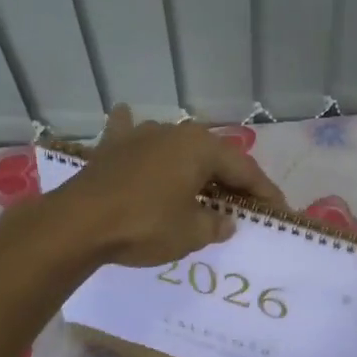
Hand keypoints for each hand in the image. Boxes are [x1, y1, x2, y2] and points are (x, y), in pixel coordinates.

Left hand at [53, 106, 286, 267]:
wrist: (78, 223)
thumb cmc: (144, 226)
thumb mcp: (190, 233)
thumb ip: (215, 224)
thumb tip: (225, 221)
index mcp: (200, 147)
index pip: (244, 170)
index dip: (264, 193)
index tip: (278, 211)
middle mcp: (174, 132)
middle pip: (213, 156)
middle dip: (230, 179)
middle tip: (245, 203)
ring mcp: (139, 135)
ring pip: (177, 147)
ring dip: (192, 164)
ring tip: (203, 183)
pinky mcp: (111, 147)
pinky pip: (131, 135)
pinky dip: (136, 135)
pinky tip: (131, 122)